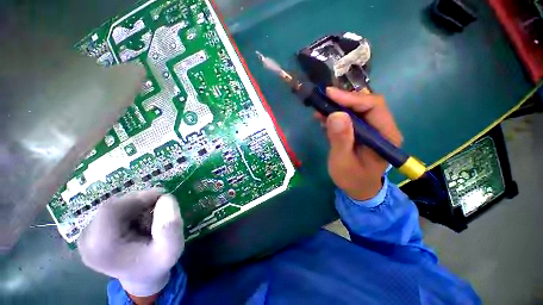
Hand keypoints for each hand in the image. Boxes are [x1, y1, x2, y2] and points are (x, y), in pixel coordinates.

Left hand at [78, 189, 183, 297]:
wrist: (141, 277)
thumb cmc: (156, 264)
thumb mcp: (171, 249)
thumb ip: (170, 226)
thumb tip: (166, 198)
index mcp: (101, 248)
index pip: (111, 209)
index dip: (138, 198)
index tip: (162, 197)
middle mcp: (87, 240)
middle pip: (113, 206)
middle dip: (141, 202)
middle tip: (161, 207)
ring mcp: (87, 234)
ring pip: (115, 205)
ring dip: (137, 206)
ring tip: (151, 218)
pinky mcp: (92, 230)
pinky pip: (113, 210)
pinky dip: (132, 209)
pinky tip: (141, 220)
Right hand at [317, 87, 402, 200]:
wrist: (358, 188)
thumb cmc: (351, 178)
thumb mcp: (343, 162)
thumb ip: (341, 140)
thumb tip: (336, 114)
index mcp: (386, 136)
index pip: (373, 106)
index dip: (351, 98)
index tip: (330, 95)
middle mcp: (383, 128)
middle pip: (366, 104)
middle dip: (343, 100)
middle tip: (323, 99)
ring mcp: (373, 129)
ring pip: (357, 108)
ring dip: (338, 106)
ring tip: (320, 110)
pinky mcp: (363, 131)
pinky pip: (351, 117)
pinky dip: (337, 114)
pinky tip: (324, 118)